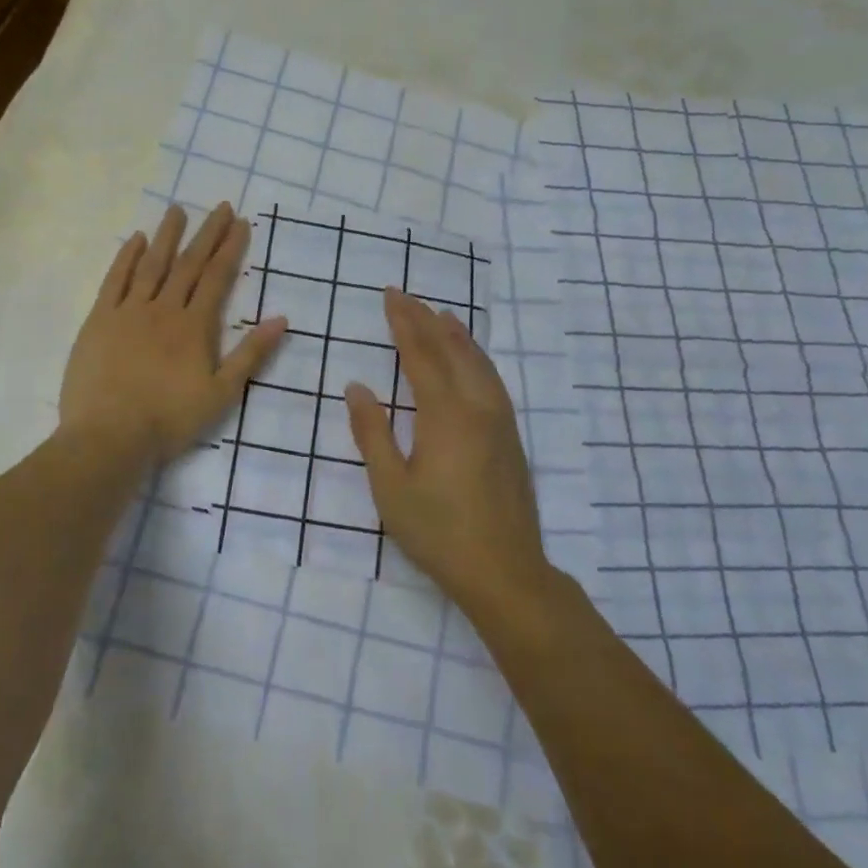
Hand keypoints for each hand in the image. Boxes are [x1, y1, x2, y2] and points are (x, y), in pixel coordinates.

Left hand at [61, 202, 286, 467]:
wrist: (109, 436)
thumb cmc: (169, 420)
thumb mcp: (222, 393)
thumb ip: (251, 354)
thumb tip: (281, 319)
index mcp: (194, 326)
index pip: (217, 278)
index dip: (230, 248)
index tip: (240, 222)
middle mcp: (164, 309)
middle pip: (188, 264)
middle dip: (206, 234)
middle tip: (219, 206)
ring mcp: (128, 312)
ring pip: (151, 265)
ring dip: (166, 236)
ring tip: (177, 210)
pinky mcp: (99, 320)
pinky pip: (114, 281)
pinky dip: (126, 258)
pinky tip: (134, 239)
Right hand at [346, 289, 551, 609]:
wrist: (505, 571)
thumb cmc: (438, 532)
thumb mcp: (391, 487)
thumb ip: (372, 433)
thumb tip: (357, 387)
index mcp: (444, 414)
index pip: (420, 355)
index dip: (404, 323)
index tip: (391, 296)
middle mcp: (476, 406)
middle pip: (451, 350)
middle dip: (427, 320)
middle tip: (407, 296)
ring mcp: (499, 421)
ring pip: (478, 362)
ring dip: (456, 334)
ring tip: (441, 314)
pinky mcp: (511, 437)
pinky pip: (492, 379)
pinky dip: (477, 357)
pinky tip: (472, 359)